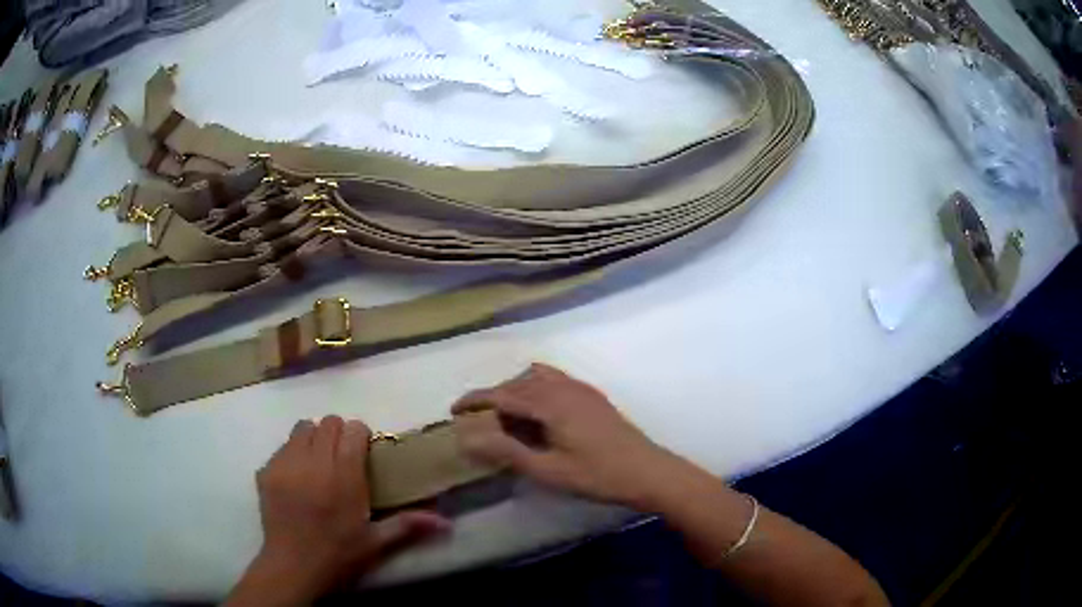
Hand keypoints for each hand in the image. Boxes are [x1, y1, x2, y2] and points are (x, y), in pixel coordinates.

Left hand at [227, 416, 448, 605]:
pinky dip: (292, 453)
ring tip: (318, 462)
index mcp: (344, 476)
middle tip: (342, 458)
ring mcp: (286, 464)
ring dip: (313, 438)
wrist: (293, 567)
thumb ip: (408, 525)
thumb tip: (447, 523)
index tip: (364, 451)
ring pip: (302, 428)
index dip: (361, 435)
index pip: (353, 429)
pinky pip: (282, 447)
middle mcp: (313, 462)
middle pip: (328, 423)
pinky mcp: (266, 471)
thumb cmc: (339, 555)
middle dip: (338, 434)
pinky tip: (297, 478)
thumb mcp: (376, 542)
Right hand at [452, 363, 687, 509]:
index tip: (453, 410)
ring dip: (517, 391)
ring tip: (508, 419)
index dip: (474, 400)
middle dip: (495, 398)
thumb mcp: (548, 470)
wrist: (647, 471)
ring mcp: (581, 389)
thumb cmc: (596, 475)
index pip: (501, 394)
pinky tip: (540, 416)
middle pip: (518, 383)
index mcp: (550, 403)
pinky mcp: (592, 396)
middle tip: (482, 424)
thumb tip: (467, 439)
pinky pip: (556, 381)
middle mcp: (563, 387)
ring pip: (537, 378)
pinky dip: (537, 390)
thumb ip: (507, 452)